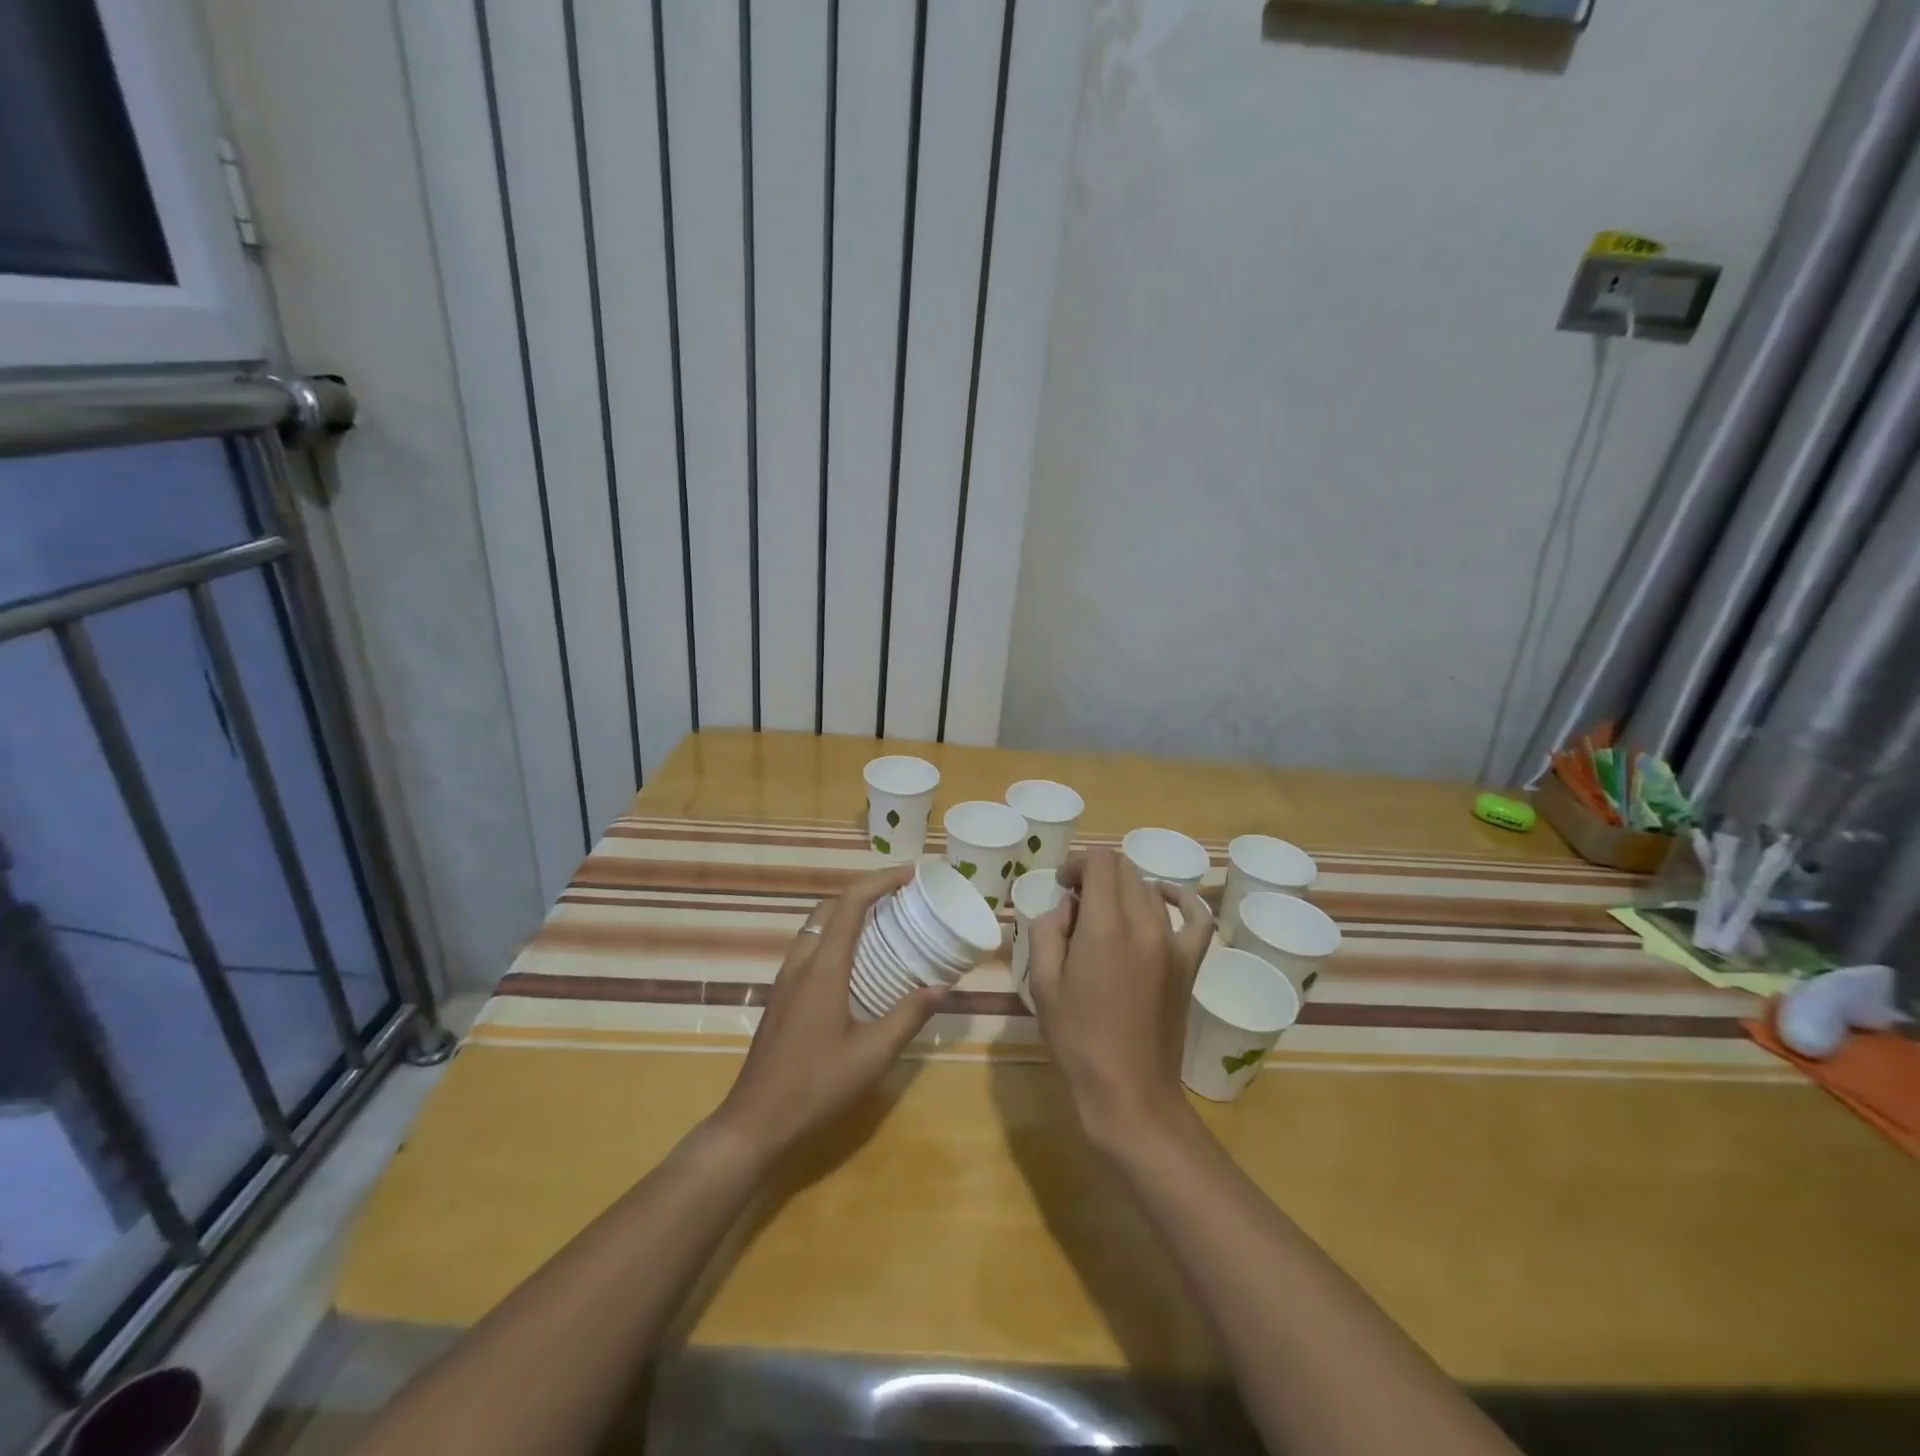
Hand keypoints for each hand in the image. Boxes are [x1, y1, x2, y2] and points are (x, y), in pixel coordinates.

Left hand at [708, 866, 941, 1159]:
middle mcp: (802, 963)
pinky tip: (857, 965)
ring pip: (817, 927)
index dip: (881, 880)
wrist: (756, 1121)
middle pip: (831, 907)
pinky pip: (811, 948)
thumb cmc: (816, 1085)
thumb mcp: (873, 1053)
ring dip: (848, 914)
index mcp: (824, 967)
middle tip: (901, 897)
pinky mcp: (782, 997)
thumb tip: (942, 987)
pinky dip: (837, 937)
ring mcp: (787, 980)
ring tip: (884, 924)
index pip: (851, 903)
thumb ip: (908, 1015)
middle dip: (866, 892)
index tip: (912, 875)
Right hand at [1027, 847, 1212, 1149]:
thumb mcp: (1043, 983)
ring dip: (1123, 890)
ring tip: (1104, 917)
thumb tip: (1066, 907)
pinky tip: (1163, 899)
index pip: (1100, 862)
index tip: (1061, 886)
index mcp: (1104, 928)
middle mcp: (1144, 924)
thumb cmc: (1078, 1040)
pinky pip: (1196, 916)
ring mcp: (1173, 943)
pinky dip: (1180, 898)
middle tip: (1075, 905)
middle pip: (1124, 869)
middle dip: (1096, 875)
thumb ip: (1048, 930)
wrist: (1130, 1091)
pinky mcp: (1190, 962)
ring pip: (1149, 889)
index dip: (1076, 864)